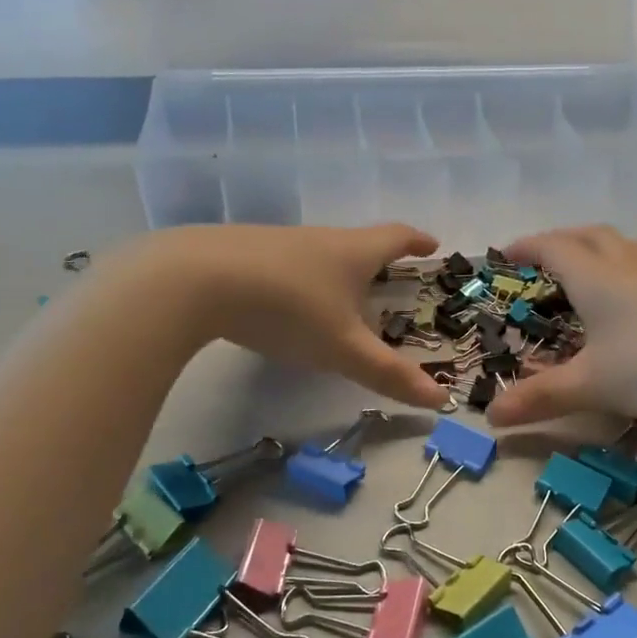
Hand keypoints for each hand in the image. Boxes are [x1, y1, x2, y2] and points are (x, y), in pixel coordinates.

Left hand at [144, 223, 446, 408]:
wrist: (193, 279)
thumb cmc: (288, 309)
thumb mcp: (343, 349)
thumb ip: (389, 375)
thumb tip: (443, 399)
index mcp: (352, 252)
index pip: (396, 237)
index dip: (417, 242)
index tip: (432, 245)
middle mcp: (318, 239)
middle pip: (356, 243)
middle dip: (377, 260)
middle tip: (389, 278)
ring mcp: (276, 242)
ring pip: (318, 253)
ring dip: (335, 270)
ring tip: (338, 295)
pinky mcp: (240, 252)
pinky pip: (283, 264)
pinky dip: (298, 279)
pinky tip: (284, 301)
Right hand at [484, 226, 636, 426]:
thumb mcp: (594, 386)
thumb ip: (543, 398)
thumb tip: (490, 417)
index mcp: (597, 280)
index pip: (554, 249)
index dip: (528, 247)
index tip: (506, 251)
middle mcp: (632, 267)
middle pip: (593, 237)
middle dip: (564, 240)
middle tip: (546, 253)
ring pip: (631, 249)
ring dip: (605, 251)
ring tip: (596, 269)